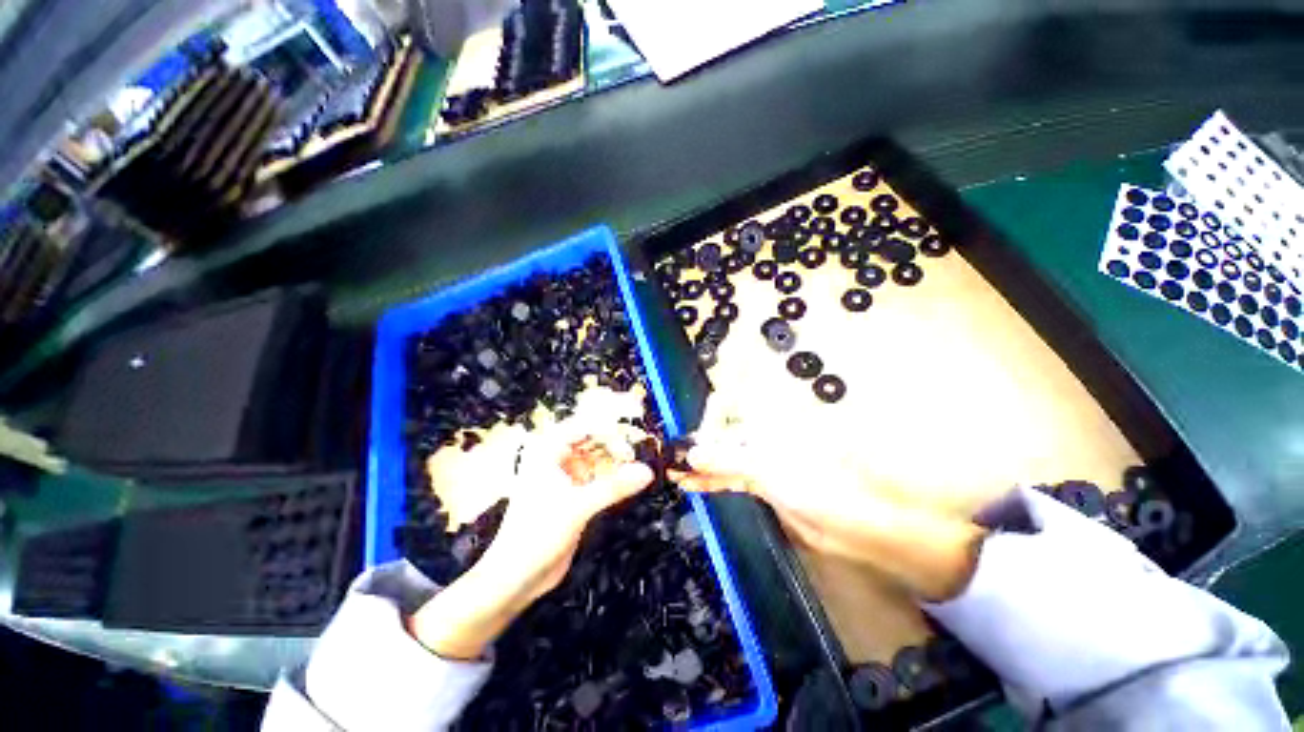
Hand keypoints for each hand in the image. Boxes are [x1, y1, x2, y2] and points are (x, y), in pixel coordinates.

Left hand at [407, 429, 653, 658]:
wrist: (516, 578)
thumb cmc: (538, 534)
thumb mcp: (578, 507)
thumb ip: (614, 487)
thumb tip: (648, 471)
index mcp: (547, 451)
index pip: (583, 425)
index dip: (608, 426)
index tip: (634, 432)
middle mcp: (557, 459)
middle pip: (593, 441)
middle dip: (615, 445)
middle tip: (637, 454)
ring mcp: (567, 477)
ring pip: (598, 460)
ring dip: (617, 463)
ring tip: (638, 468)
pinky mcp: (575, 495)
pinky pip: (599, 479)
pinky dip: (613, 480)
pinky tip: (629, 484)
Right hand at [669, 419, 986, 601]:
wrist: (856, 520)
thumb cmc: (813, 480)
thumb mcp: (764, 466)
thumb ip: (725, 458)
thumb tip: (691, 452)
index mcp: (764, 424)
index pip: (723, 417)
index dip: (700, 428)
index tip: (678, 442)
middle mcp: (761, 440)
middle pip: (721, 440)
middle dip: (696, 450)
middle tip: (669, 459)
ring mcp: (763, 464)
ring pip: (724, 462)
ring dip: (700, 468)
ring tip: (673, 473)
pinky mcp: (764, 488)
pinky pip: (731, 480)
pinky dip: (712, 482)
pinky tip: (693, 484)